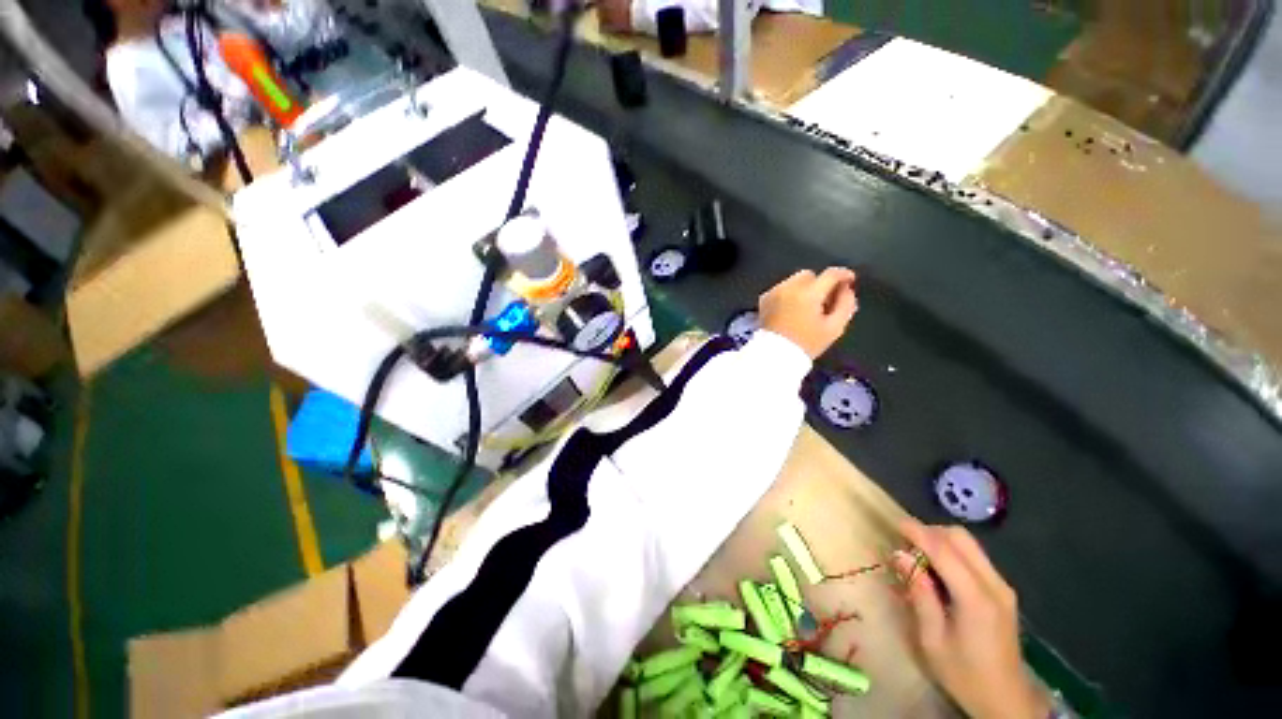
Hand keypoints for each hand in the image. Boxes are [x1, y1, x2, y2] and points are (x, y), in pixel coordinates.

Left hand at [758, 268, 857, 358]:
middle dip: (820, 284)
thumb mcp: (834, 328)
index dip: (844, 275)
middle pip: (811, 275)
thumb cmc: (806, 344)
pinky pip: (782, 288)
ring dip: (804, 289)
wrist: (775, 355)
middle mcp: (789, 288)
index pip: (830, 274)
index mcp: (808, 294)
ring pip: (795, 280)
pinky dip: (789, 294)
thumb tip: (847, 290)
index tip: (850, 281)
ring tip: (808, 307)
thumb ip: (845, 305)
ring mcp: (774, 292)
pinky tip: (792, 309)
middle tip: (825, 301)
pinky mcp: (764, 298)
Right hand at [894, 521, 1049, 718]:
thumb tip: (899, 555)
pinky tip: (938, 571)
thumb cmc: (964, 674)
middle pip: (961, 539)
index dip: (918, 532)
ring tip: (918, 557)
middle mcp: (994, 585)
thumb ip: (919, 593)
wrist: (1006, 701)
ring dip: (941, 541)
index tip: (895, 523)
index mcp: (976, 599)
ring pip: (969, 545)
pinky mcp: (1003, 592)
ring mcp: (1002, 587)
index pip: (944, 550)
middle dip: (930, 532)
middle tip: (906, 544)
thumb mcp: (932, 639)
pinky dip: (952, 553)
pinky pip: (975, 558)